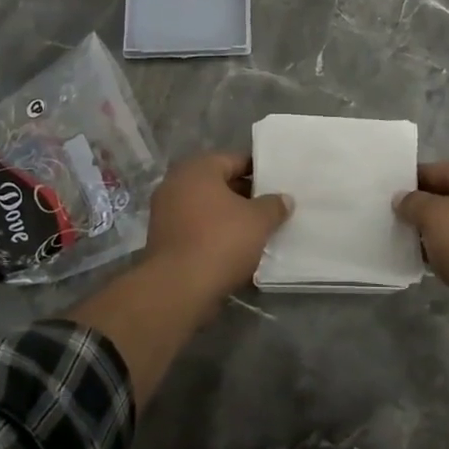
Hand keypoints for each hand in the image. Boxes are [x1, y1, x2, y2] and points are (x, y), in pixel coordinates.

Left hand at [143, 152, 292, 300]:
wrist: (178, 288)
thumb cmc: (220, 241)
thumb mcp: (258, 221)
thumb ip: (274, 205)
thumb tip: (284, 199)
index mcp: (198, 169)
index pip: (235, 160)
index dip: (259, 171)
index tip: (278, 184)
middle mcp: (176, 183)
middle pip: (219, 183)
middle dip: (245, 196)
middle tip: (271, 208)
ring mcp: (165, 212)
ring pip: (207, 208)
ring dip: (229, 217)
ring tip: (257, 230)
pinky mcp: (163, 239)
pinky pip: (196, 228)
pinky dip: (214, 234)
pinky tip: (235, 249)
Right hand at [395, 162, 448, 340]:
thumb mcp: (434, 216)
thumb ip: (413, 202)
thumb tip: (402, 199)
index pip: (444, 170)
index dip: (414, 178)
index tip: (388, 189)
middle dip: (421, 206)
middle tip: (390, 213)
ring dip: (431, 231)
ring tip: (400, 237)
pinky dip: (443, 251)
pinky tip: (421, 259)